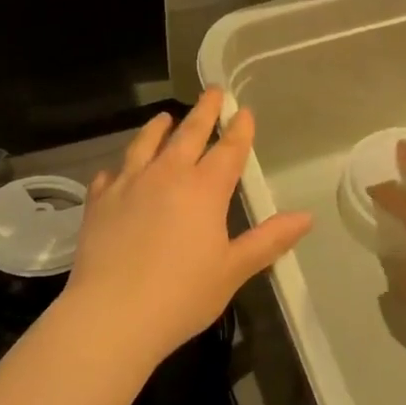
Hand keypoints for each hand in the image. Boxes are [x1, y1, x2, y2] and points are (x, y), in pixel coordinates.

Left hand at [66, 89, 312, 365]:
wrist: (113, 313)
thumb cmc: (182, 295)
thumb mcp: (233, 269)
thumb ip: (268, 240)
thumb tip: (306, 217)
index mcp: (204, 189)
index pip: (228, 149)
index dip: (239, 129)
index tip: (243, 110)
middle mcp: (167, 174)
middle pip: (188, 133)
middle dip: (203, 111)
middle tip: (212, 91)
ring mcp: (129, 183)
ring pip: (146, 143)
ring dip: (159, 128)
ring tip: (165, 118)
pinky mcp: (99, 200)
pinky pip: (111, 173)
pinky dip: (121, 167)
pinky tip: (120, 169)